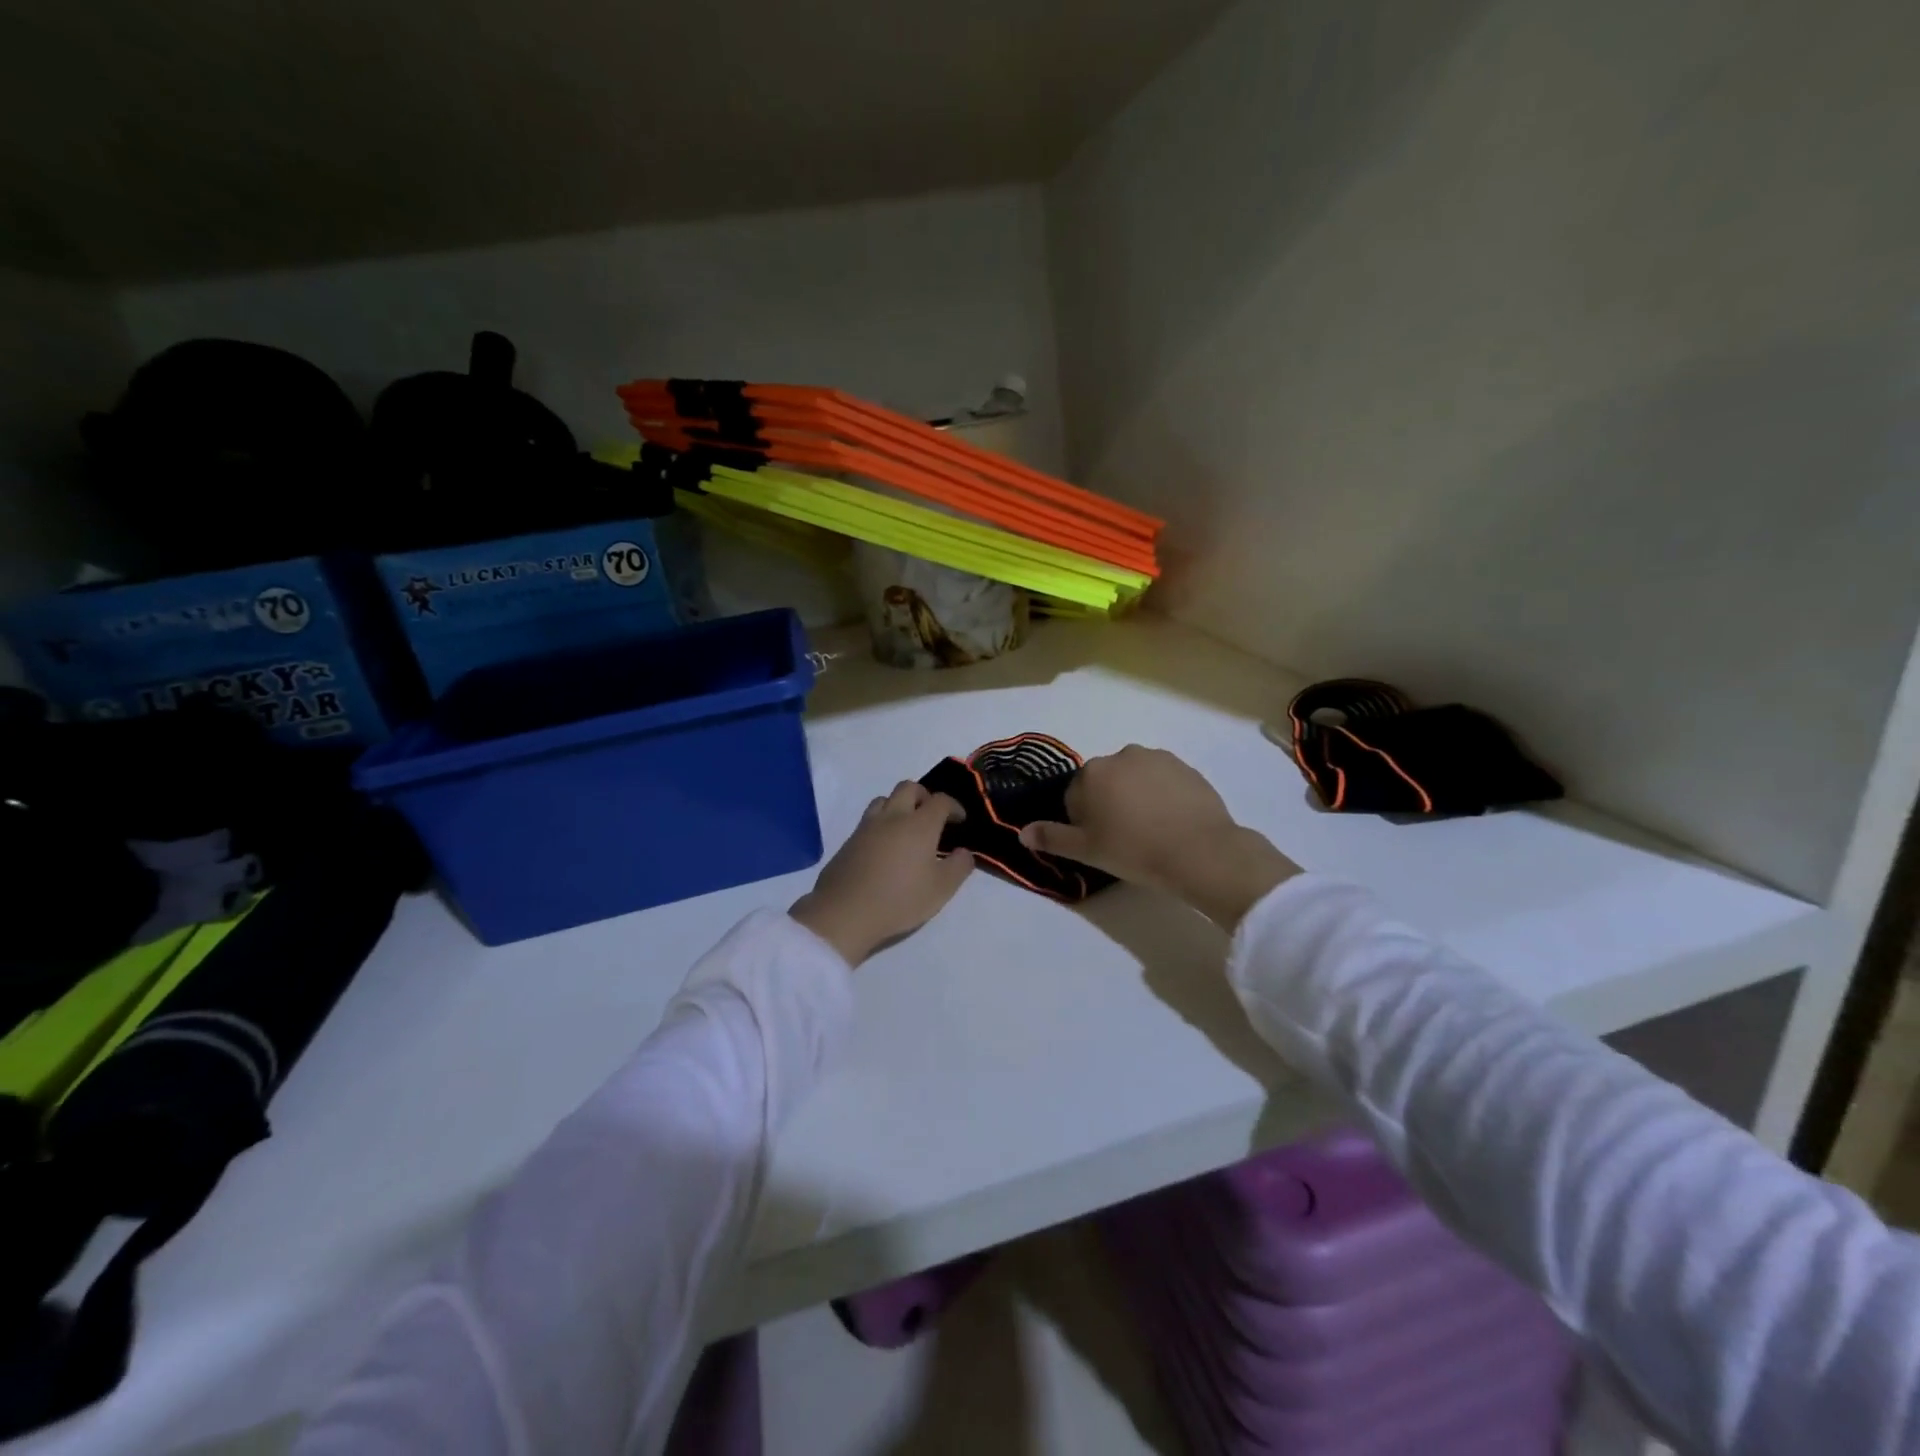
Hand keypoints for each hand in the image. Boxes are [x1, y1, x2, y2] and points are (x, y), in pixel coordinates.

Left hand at [790, 782, 973, 965]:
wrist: (845, 912)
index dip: (954, 806)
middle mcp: (893, 816)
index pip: (940, 800)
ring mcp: (867, 826)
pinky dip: (882, 822)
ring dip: (899, 805)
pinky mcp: (849, 840)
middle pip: (909, 787)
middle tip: (932, 816)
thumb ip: (959, 866)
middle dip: (924, 796)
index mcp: (919, 825)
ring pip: (885, 798)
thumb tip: (963, 852)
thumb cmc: (900, 899)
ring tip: (906, 827)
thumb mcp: (941, 889)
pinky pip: (869, 818)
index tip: (959, 820)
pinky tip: (885, 845)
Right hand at [1019, 745, 1298, 929]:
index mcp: (1092, 773)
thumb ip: (1052, 838)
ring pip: (1134, 779)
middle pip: (1105, 782)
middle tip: (1125, 839)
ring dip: (1135, 797)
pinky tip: (1172, 822)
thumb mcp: (1088, 851)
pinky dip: (1162, 795)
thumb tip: (1022, 833)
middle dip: (1109, 804)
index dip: (1084, 821)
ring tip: (1151, 830)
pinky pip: (1162, 780)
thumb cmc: (1136, 851)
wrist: (1201, 851)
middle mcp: (1121, 755)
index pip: (1075, 795)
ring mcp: (1156, 758)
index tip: (1101, 842)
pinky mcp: (1185, 766)